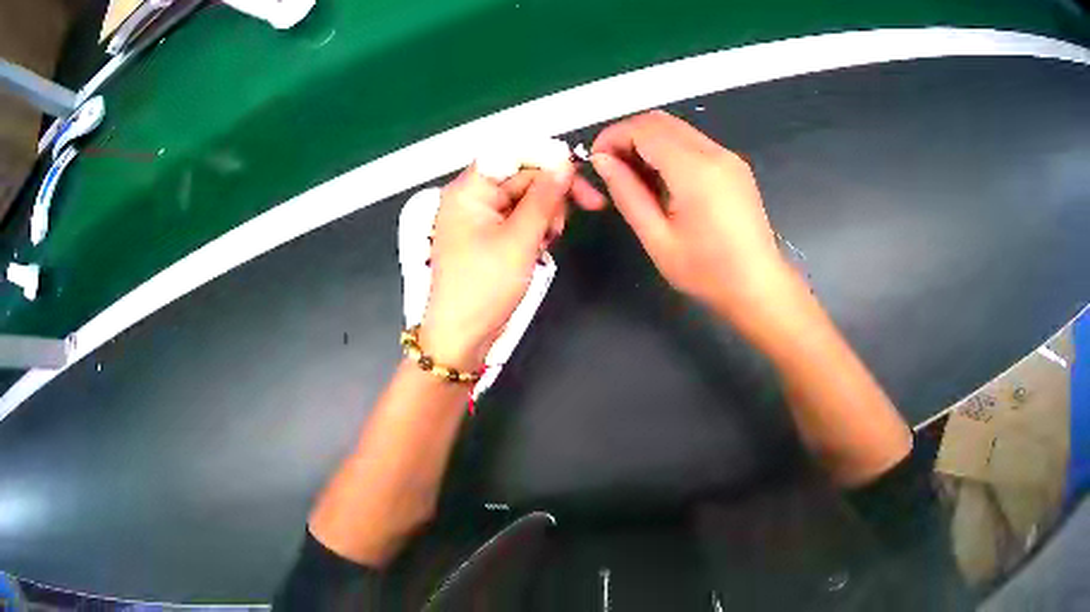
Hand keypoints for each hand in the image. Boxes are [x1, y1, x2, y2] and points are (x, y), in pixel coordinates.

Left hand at [420, 163, 604, 369]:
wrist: (462, 336)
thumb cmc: (484, 287)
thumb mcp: (520, 240)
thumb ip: (545, 198)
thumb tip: (565, 162)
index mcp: (468, 190)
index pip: (510, 154)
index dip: (546, 156)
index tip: (579, 170)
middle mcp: (471, 198)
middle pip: (521, 175)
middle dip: (553, 190)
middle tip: (589, 206)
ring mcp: (480, 218)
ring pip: (525, 197)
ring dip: (547, 211)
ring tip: (552, 237)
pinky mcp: (489, 237)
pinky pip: (519, 218)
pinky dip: (537, 227)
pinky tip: (544, 244)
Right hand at [591, 110, 795, 325]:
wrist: (759, 286)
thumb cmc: (707, 272)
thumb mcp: (657, 238)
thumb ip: (627, 193)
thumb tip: (601, 160)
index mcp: (695, 170)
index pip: (644, 129)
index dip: (612, 136)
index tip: (595, 160)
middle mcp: (714, 153)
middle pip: (660, 121)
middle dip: (628, 135)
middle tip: (610, 167)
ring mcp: (728, 157)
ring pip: (677, 128)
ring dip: (648, 141)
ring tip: (633, 176)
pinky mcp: (735, 166)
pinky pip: (694, 142)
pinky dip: (669, 149)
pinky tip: (662, 180)